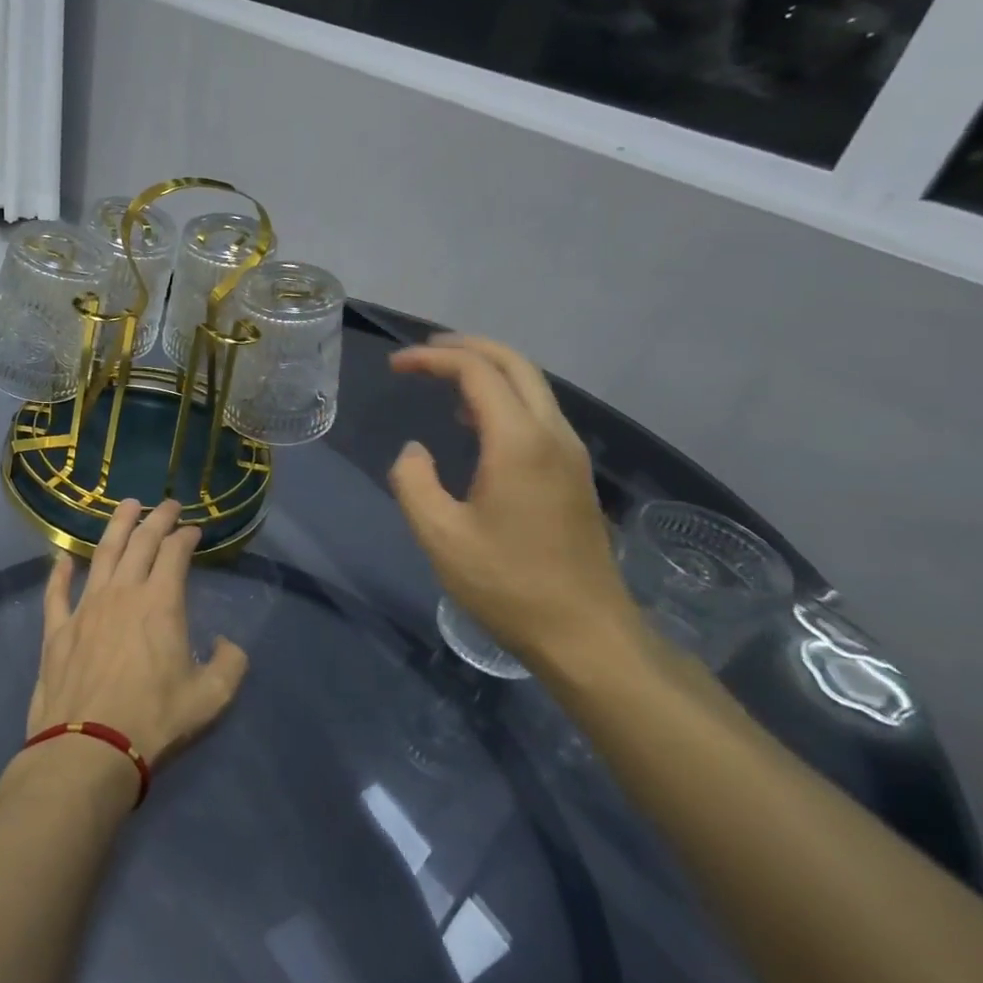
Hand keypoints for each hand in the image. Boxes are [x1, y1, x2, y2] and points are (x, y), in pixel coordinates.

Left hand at [27, 499, 249, 766]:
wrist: (89, 749)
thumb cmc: (154, 721)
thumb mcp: (210, 699)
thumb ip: (229, 664)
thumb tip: (226, 644)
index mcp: (160, 603)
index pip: (175, 553)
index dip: (186, 536)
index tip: (194, 530)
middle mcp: (122, 593)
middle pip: (140, 542)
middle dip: (157, 518)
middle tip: (167, 504)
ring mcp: (86, 607)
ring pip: (102, 554)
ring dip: (116, 526)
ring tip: (126, 506)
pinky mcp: (57, 630)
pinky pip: (56, 592)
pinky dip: (59, 572)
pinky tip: (62, 558)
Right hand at [387, 336, 644, 676]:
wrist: (586, 635)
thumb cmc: (508, 585)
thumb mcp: (441, 537)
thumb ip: (414, 482)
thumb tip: (415, 452)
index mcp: (519, 443)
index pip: (476, 373)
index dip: (433, 359)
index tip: (396, 366)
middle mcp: (552, 435)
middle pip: (515, 364)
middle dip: (467, 347)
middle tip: (424, 352)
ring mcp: (570, 454)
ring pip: (532, 386)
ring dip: (487, 370)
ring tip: (442, 379)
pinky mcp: (574, 474)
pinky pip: (538, 413)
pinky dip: (503, 398)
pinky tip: (474, 423)